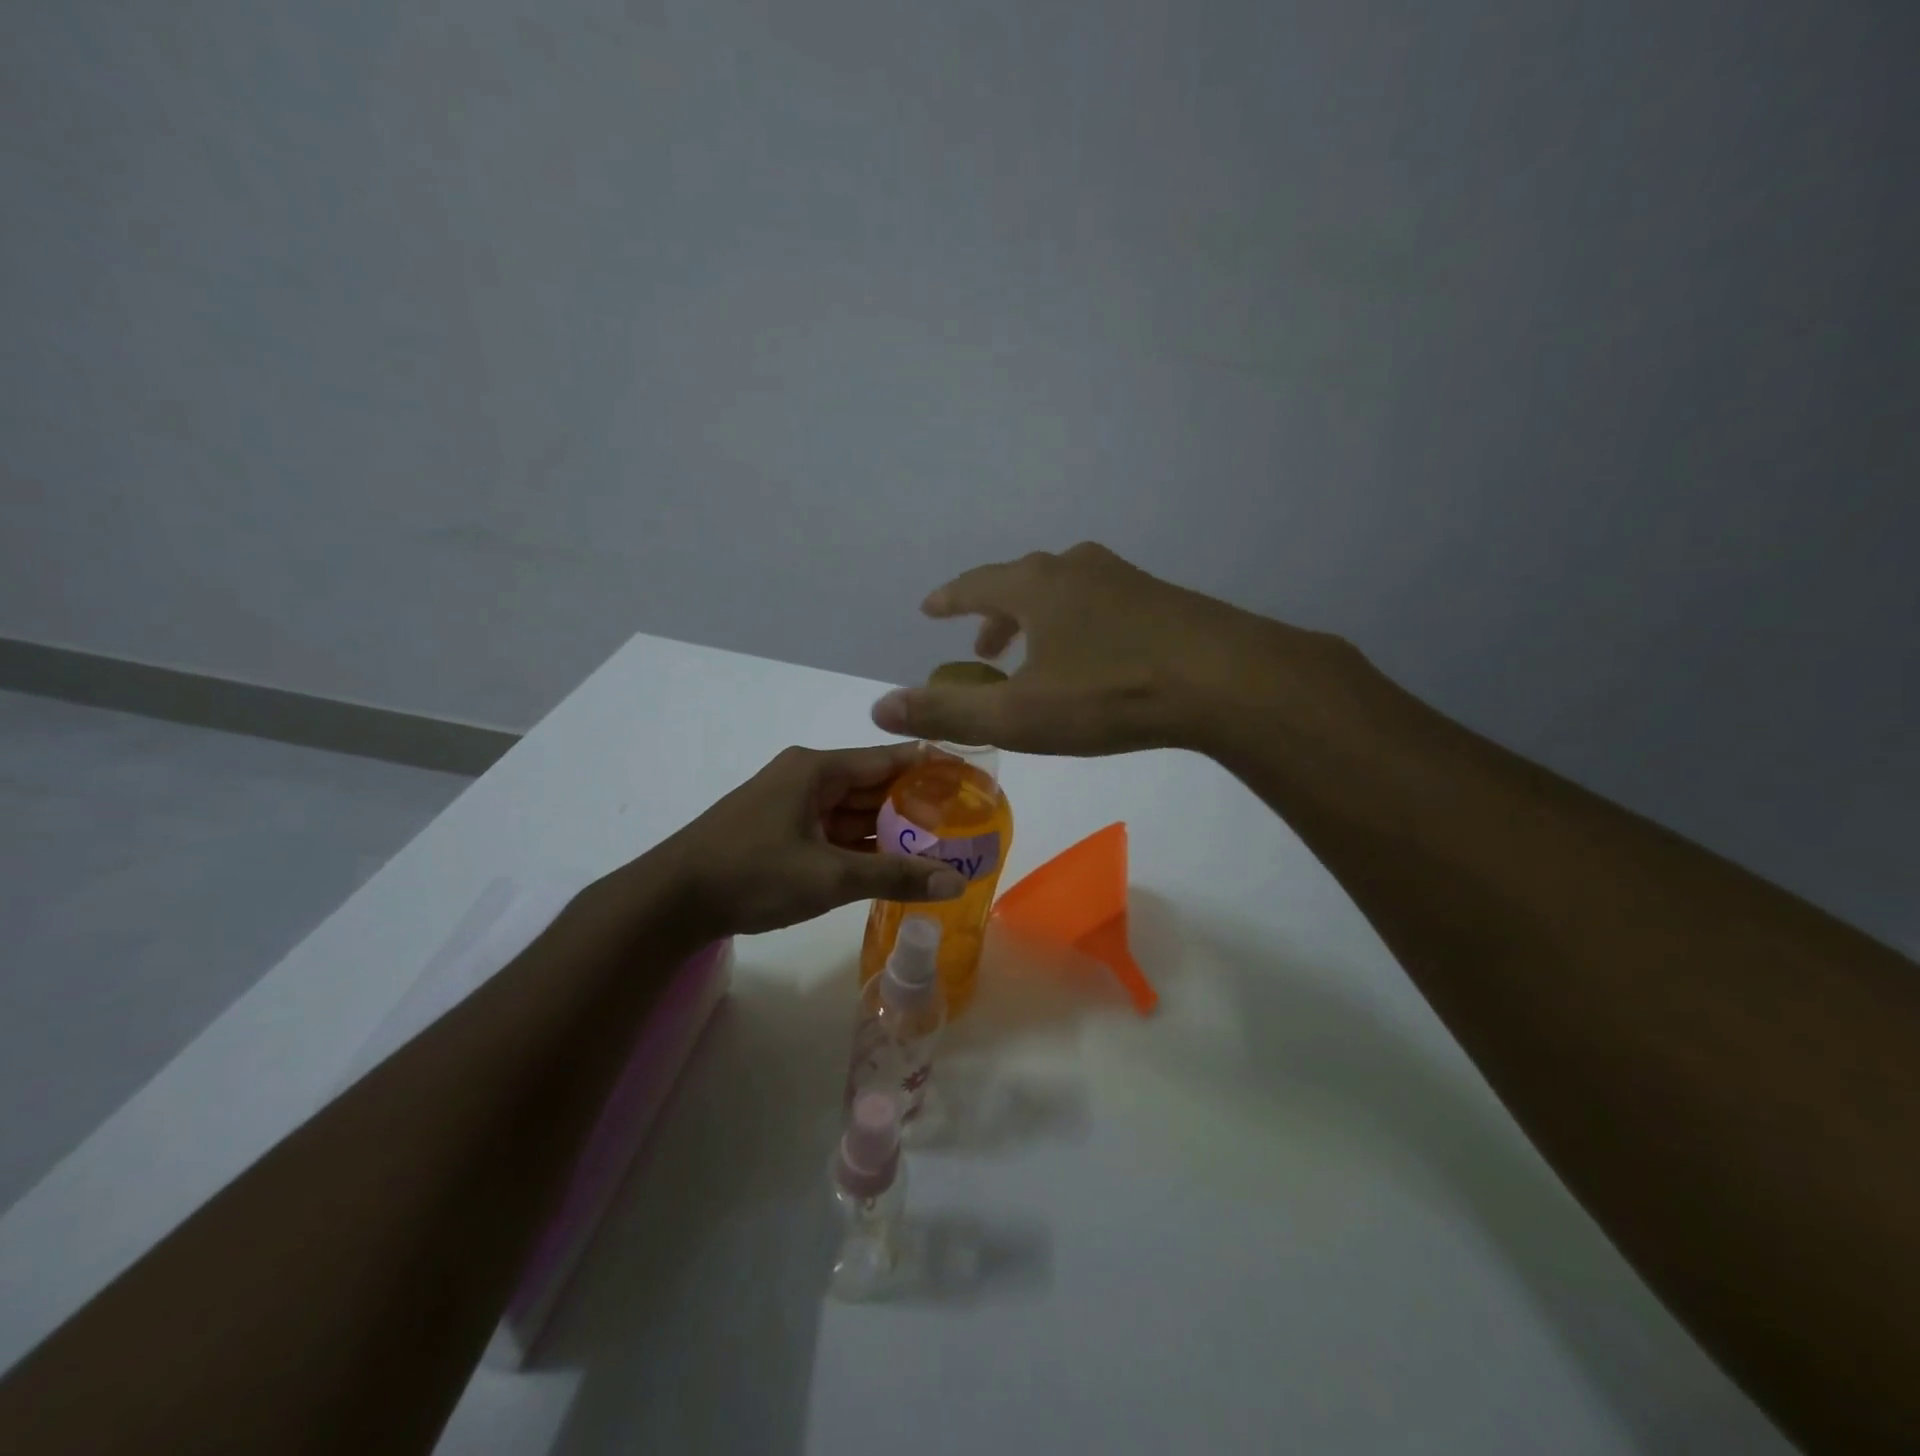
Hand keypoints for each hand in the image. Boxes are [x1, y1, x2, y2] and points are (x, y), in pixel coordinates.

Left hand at [661, 744, 967, 935]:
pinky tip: (890, 863)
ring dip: (888, 828)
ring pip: (852, 811)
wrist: (671, 900)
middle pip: (872, 785)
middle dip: (914, 804)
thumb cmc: (752, 874)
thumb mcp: (829, 877)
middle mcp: (806, 777)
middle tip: (963, 822)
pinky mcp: (779, 830)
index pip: (889, 759)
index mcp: (817, 770)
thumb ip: (894, 875)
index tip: (970, 778)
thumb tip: (956, 881)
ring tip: (937, 845)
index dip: (931, 767)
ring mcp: (790, 804)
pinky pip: (832, 830)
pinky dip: (860, 845)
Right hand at [870, 542, 1303, 755]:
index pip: (976, 583)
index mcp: (1035, 587)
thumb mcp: (1019, 713)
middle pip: (1021, 583)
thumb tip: (879, 707)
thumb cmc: (1109, 694)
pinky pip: (1102, 603)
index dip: (950, 598)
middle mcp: (1076, 569)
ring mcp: (1124, 578)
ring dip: (1038, 618)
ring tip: (1035, 652)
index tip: (931, 609)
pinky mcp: (1162, 599)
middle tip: (981, 645)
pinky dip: (1078, 622)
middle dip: (994, 613)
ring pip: (1065, 591)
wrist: (1224, 680)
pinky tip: (1095, 653)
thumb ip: (948, 709)